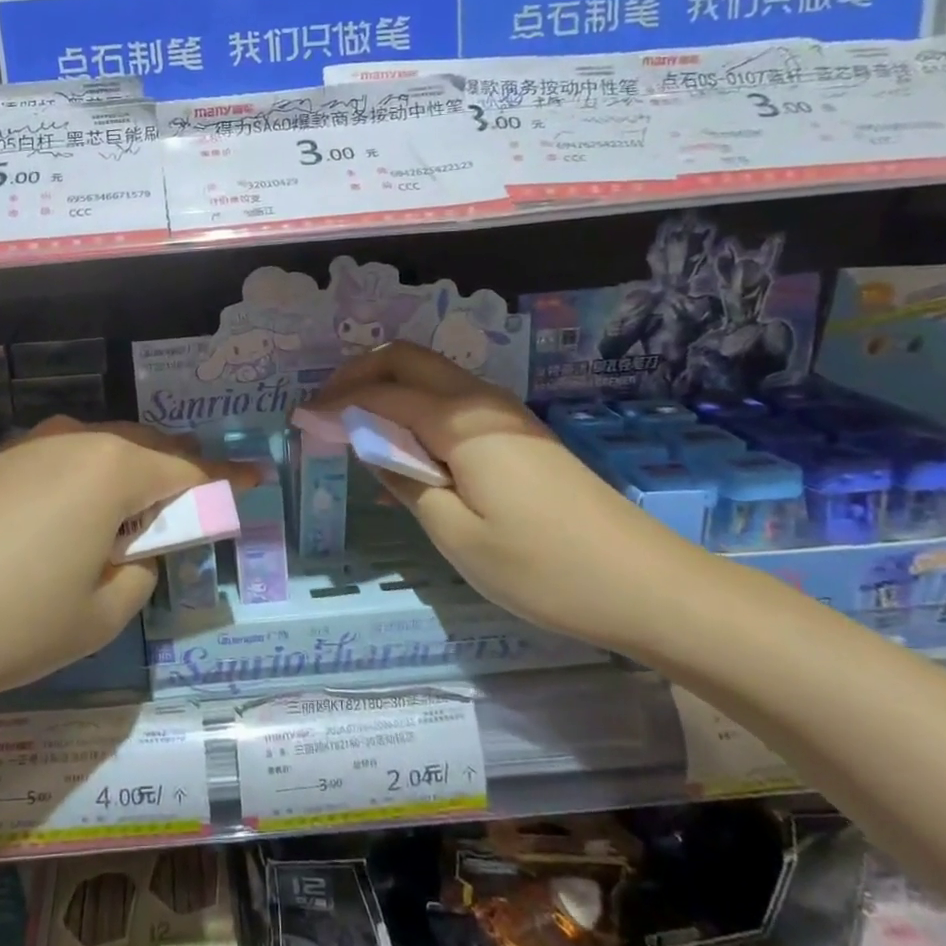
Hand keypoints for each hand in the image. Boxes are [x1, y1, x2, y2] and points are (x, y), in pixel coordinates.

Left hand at [0, 420, 252, 713]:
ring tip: (134, 520)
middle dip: (179, 475)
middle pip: (147, 448)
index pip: (190, 471)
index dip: (227, 482)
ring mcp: (28, 444)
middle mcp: (74, 438)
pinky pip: (63, 458)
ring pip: (103, 449)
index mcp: (112, 469)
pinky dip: (87, 480)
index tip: (256, 481)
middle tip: (193, 512)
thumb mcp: (97, 616)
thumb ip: (139, 571)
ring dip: (130, 477)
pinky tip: (73, 517)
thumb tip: (136, 547)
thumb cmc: (3, 623)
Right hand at [311, 343, 698, 648]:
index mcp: (462, 422)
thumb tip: (369, 445)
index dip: (337, 403)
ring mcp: (507, 416)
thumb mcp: (455, 534)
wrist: (644, 585)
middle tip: (326, 411)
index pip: (383, 394)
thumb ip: (404, 479)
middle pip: (409, 360)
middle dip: (360, 375)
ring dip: (389, 388)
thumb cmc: (541, 568)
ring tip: (355, 427)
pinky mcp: (520, 435)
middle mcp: (483, 402)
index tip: (300, 420)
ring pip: (433, 377)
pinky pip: (454, 404)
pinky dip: (416, 409)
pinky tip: (404, 450)